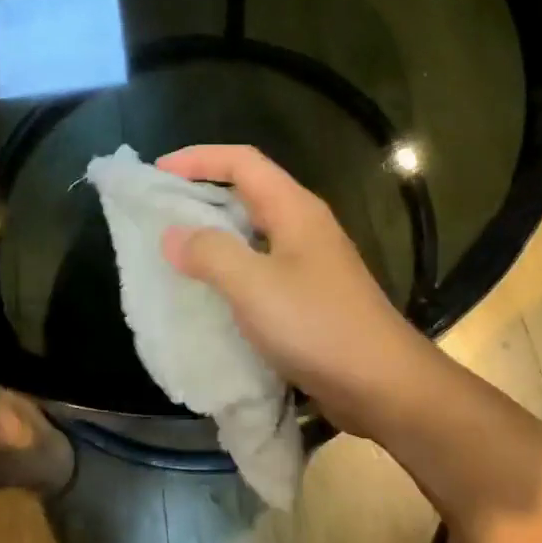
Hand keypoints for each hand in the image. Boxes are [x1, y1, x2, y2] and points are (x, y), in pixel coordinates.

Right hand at [156, 145, 443, 438]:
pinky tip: (209, 290)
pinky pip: (261, 266)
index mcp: (294, 208)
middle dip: (203, 193)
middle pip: (248, 190)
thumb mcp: (254, 286)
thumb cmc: (318, 326)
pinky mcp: (310, 295)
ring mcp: (310, 261)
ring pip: (253, 231)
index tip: (158, 171)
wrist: (383, 384)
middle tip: (160, 209)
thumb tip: (173, 235)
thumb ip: (210, 254)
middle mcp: (304, 225)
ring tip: (174, 247)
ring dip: (215, 233)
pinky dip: (230, 268)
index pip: (242, 162)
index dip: (199, 158)